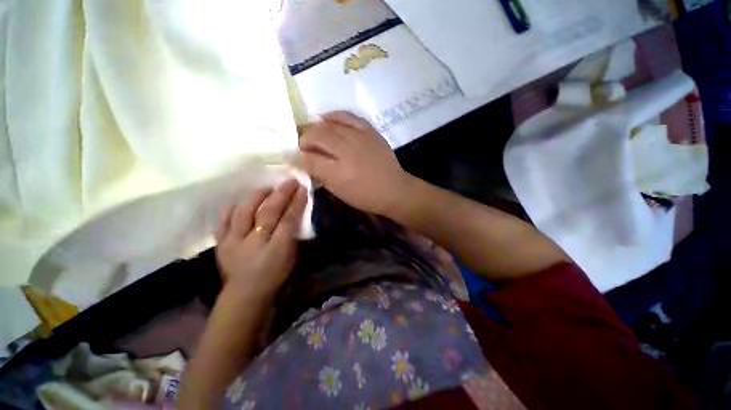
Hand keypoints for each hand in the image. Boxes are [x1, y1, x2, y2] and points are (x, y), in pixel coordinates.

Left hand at [215, 179, 306, 297]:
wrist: (245, 295)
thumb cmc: (274, 276)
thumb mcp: (291, 258)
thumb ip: (293, 235)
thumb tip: (294, 214)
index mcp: (276, 249)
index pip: (288, 220)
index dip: (296, 203)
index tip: (303, 188)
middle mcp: (254, 243)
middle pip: (268, 213)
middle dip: (281, 194)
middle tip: (290, 182)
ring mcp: (234, 242)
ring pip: (245, 212)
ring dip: (257, 197)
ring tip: (266, 189)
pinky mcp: (220, 244)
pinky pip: (224, 220)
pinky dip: (233, 208)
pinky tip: (241, 201)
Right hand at [296, 111, 412, 215]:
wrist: (394, 189)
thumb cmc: (366, 196)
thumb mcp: (340, 192)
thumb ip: (320, 176)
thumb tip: (303, 163)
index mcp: (337, 172)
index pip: (308, 158)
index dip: (295, 156)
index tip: (289, 155)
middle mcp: (346, 151)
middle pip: (316, 136)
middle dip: (303, 138)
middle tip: (300, 144)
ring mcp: (358, 138)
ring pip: (329, 125)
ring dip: (315, 127)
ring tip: (310, 131)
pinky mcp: (369, 131)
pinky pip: (348, 116)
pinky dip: (334, 115)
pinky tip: (326, 118)